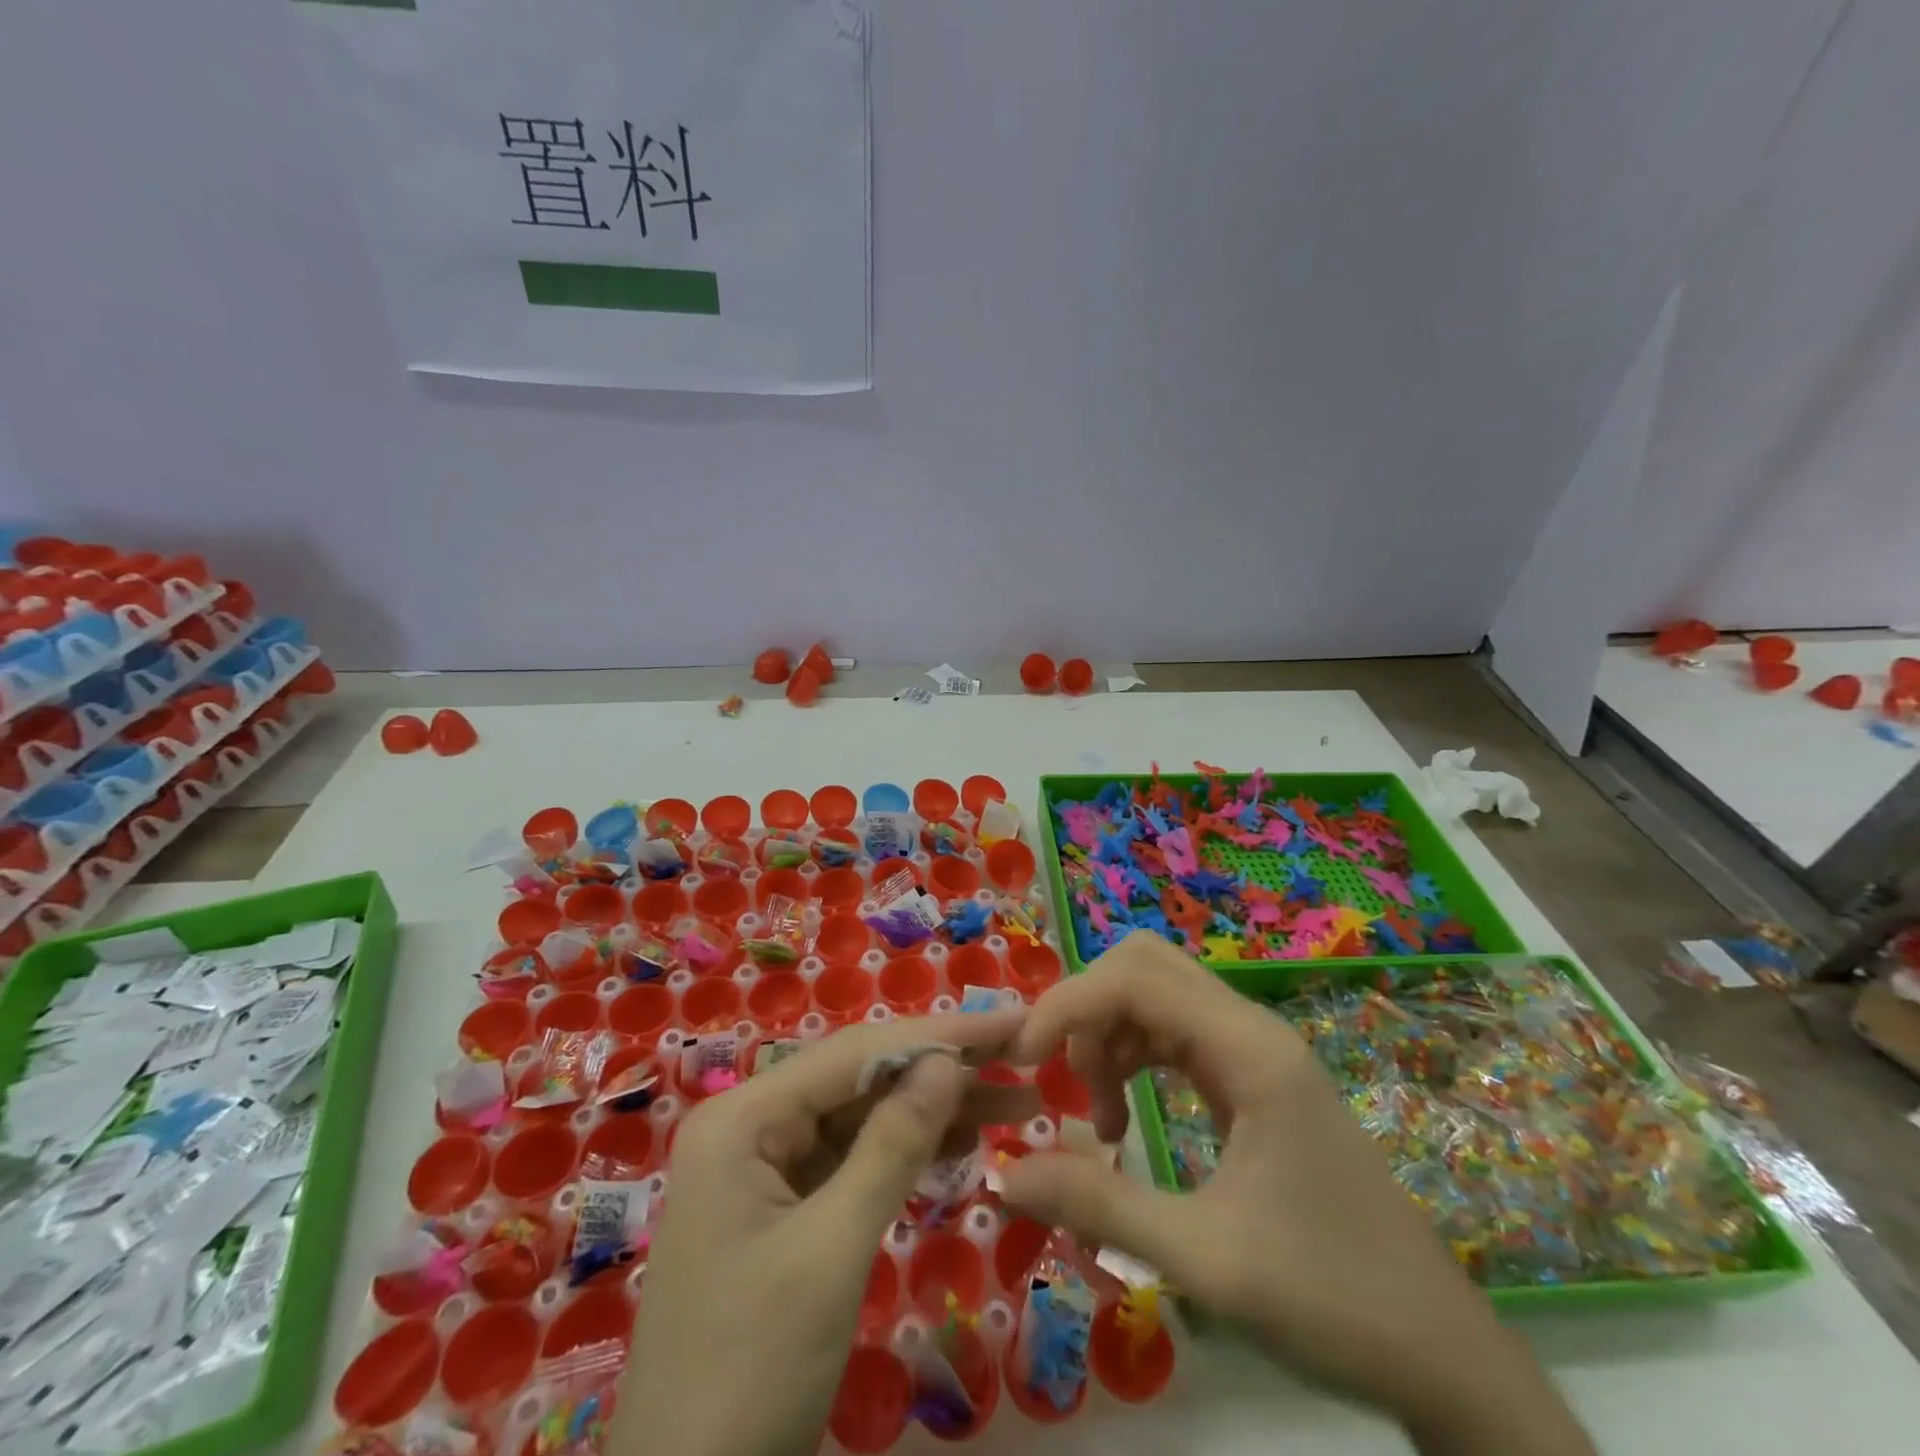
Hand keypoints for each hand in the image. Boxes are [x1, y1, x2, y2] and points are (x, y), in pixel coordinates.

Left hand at [620, 1008, 1035, 1455]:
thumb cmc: (753, 1371)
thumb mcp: (833, 1250)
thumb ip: (892, 1145)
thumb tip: (947, 1061)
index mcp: (742, 1117)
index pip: (856, 1053)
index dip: (939, 1035)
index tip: (1012, 1020)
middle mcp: (749, 1125)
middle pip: (860, 1079)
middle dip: (941, 1070)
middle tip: (1023, 1057)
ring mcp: (763, 1168)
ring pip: (861, 1118)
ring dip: (933, 1112)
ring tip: (1014, 1103)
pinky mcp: (782, 1209)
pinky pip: (851, 1161)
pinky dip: (905, 1154)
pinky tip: (961, 1145)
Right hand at [999, 933, 1593, 1455]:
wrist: (1441, 1353)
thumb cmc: (1331, 1299)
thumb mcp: (1205, 1260)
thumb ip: (1099, 1206)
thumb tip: (1004, 1168)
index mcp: (1248, 1050)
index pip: (1134, 979)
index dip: (1067, 1003)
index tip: (1023, 1058)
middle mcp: (1251, 1030)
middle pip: (1145, 966)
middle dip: (1088, 1008)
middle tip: (1060, 1076)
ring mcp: (1256, 1052)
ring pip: (1158, 996)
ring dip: (1110, 1036)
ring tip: (1101, 1119)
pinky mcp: (1254, 1079)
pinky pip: (1177, 1035)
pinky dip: (1135, 1058)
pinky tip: (1127, 1119)